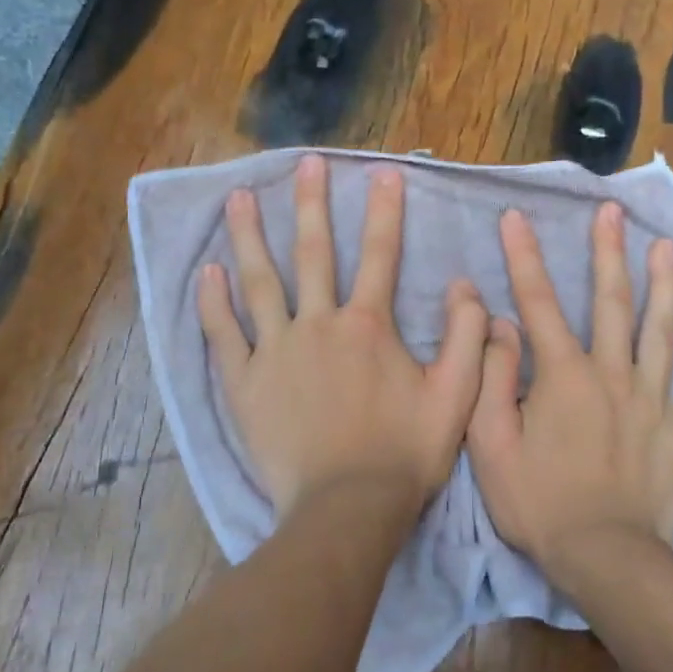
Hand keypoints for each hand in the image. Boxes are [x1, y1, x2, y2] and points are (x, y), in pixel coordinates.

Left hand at [198, 154, 488, 524]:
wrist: (347, 508)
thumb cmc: (405, 453)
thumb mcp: (456, 396)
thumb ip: (466, 337)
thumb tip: (464, 285)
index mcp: (368, 326)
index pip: (380, 255)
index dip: (385, 211)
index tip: (383, 172)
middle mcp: (319, 325)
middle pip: (313, 253)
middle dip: (311, 204)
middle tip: (304, 163)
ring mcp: (276, 352)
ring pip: (259, 283)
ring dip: (250, 237)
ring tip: (238, 197)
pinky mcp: (245, 383)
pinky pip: (224, 335)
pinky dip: (213, 303)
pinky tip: (206, 272)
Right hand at [468, 202, 672, 583]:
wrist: (603, 557)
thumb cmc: (538, 501)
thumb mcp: (491, 442)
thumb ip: (493, 378)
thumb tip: (500, 324)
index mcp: (564, 375)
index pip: (539, 303)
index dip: (524, 257)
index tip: (517, 216)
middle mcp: (613, 375)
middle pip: (613, 303)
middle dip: (610, 252)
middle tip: (614, 211)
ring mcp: (655, 403)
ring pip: (665, 335)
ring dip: (667, 288)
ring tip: (671, 248)